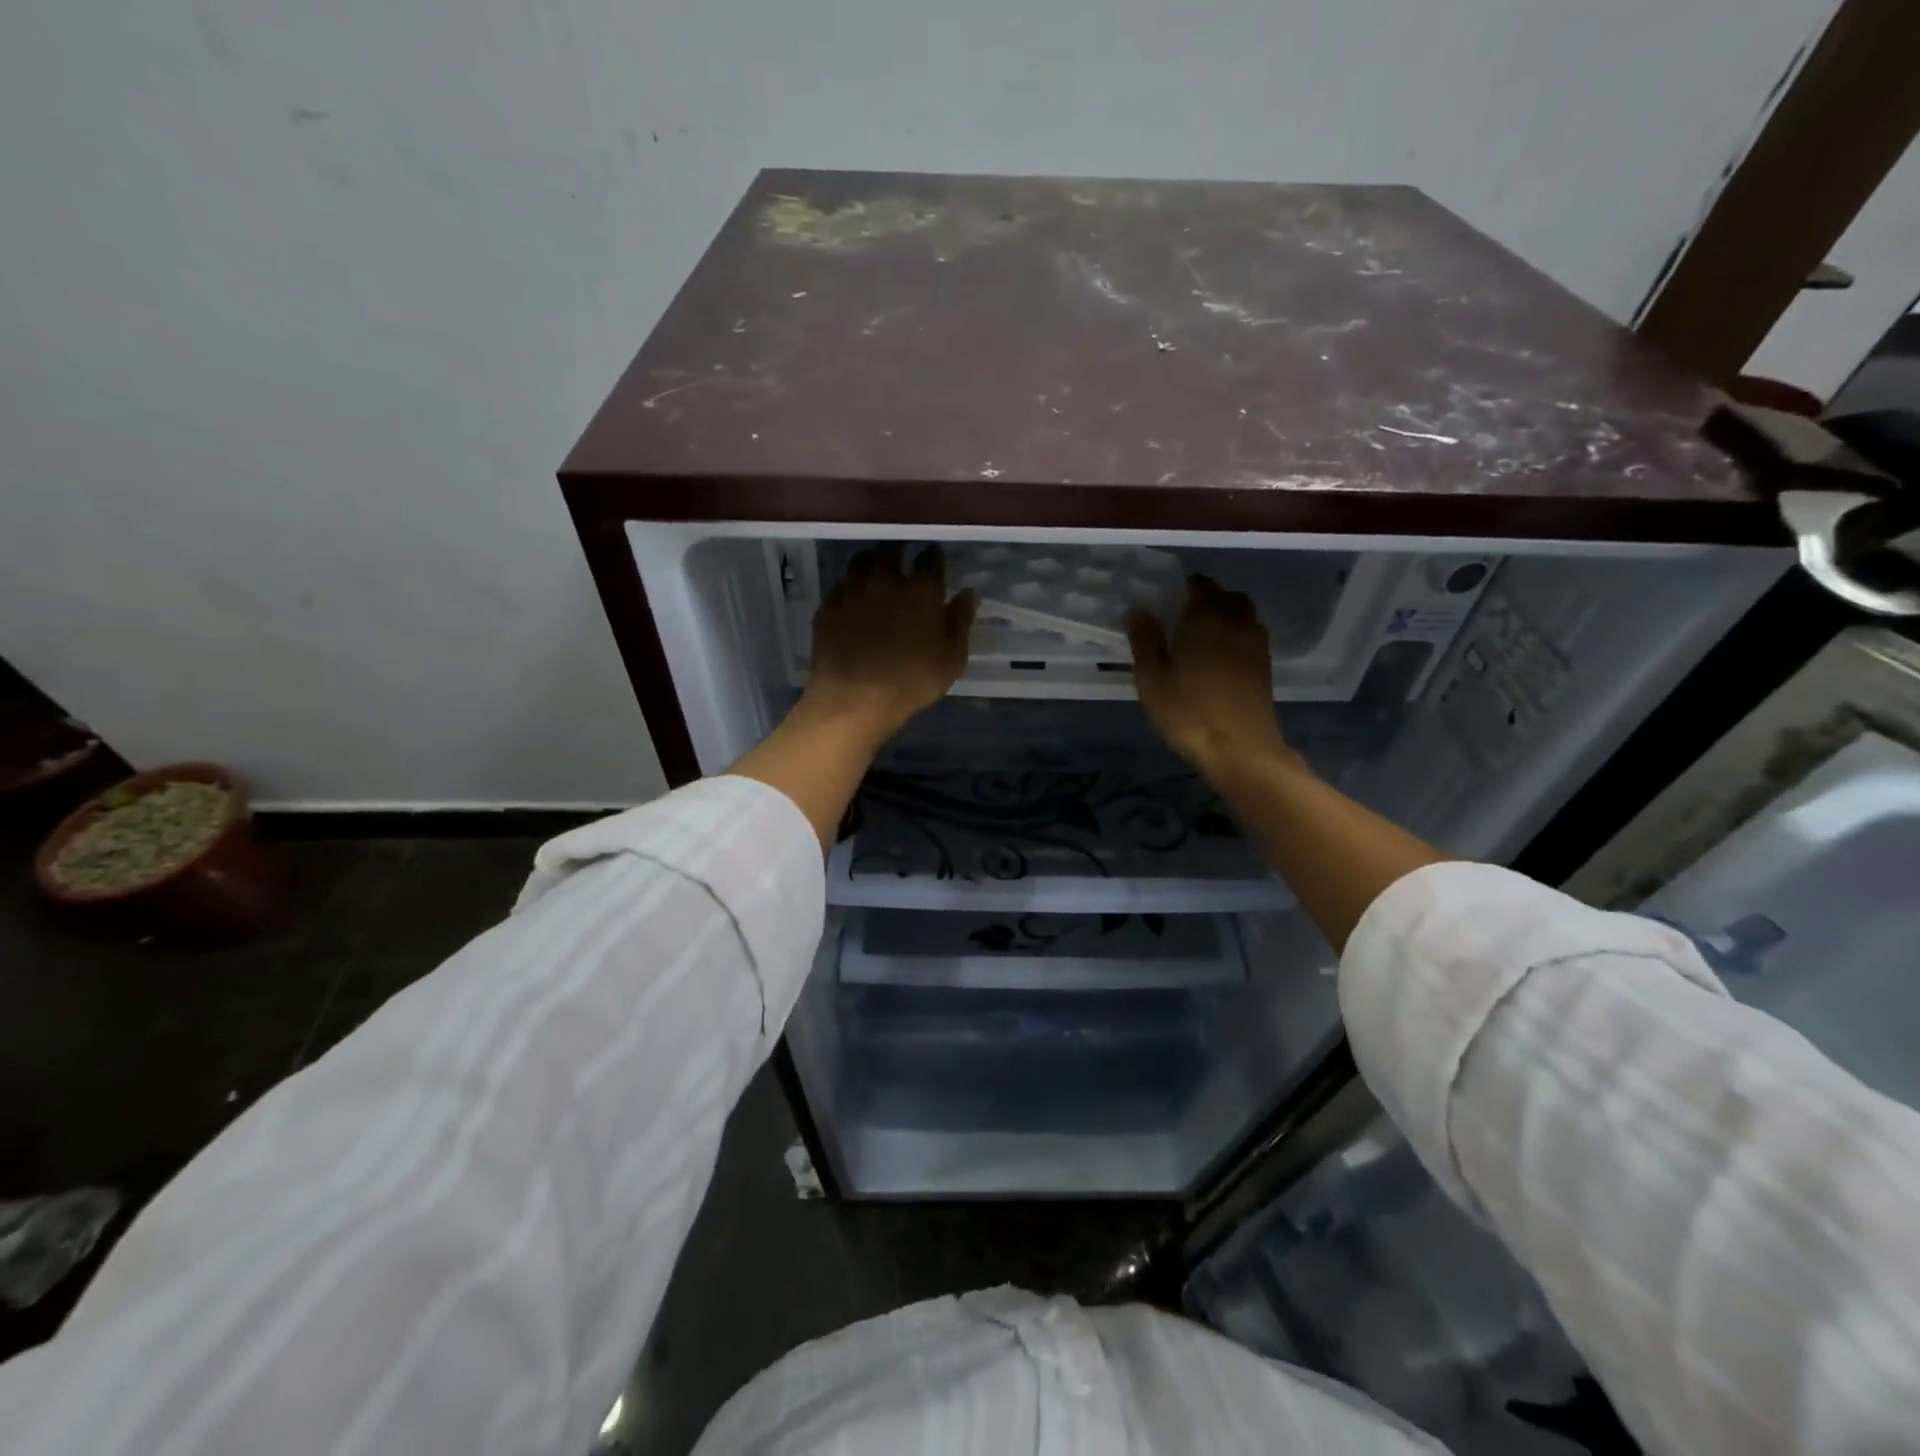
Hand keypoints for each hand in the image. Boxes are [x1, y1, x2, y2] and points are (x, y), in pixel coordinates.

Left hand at [802, 544, 976, 743]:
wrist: (853, 699)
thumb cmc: (911, 683)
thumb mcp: (951, 660)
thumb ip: (960, 622)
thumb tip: (968, 593)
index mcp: (921, 591)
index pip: (930, 559)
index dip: (933, 556)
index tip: (934, 559)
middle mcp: (886, 581)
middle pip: (891, 550)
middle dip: (899, 551)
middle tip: (902, 559)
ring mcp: (853, 591)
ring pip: (860, 560)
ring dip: (871, 561)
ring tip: (875, 570)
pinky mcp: (828, 607)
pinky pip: (839, 585)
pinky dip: (848, 586)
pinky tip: (851, 597)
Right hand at [1126, 575, 1291, 774]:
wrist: (1240, 749)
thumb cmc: (1189, 712)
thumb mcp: (1152, 680)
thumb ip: (1145, 641)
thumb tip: (1137, 610)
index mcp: (1205, 619)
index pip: (1201, 585)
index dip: (1187, 585)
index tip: (1170, 595)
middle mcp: (1236, 623)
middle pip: (1229, 596)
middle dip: (1210, 597)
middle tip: (1187, 613)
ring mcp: (1256, 646)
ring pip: (1245, 615)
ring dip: (1227, 615)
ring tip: (1205, 633)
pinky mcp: (1265, 668)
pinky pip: (1251, 637)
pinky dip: (1237, 636)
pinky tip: (1221, 657)